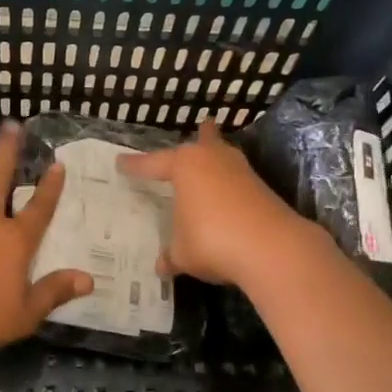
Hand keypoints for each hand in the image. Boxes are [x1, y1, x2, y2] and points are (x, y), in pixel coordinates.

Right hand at [118, 119, 315, 287]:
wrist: (271, 248)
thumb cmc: (212, 240)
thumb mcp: (182, 253)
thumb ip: (171, 255)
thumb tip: (162, 265)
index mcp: (184, 166)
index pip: (152, 164)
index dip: (135, 166)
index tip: (120, 162)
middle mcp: (213, 160)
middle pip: (204, 142)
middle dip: (202, 136)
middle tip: (202, 126)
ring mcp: (242, 172)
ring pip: (226, 156)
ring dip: (220, 157)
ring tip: (217, 154)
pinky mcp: (263, 189)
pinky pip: (238, 181)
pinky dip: (231, 185)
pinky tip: (229, 195)